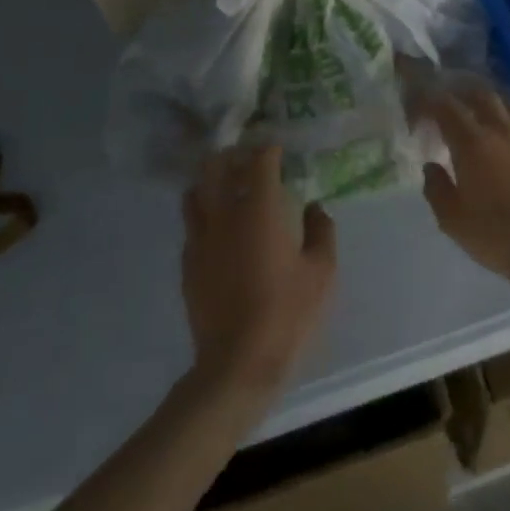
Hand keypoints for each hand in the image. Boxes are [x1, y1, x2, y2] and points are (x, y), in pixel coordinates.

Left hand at [181, 144, 336, 393]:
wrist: (238, 361)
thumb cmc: (288, 312)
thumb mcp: (322, 271)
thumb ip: (321, 231)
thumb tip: (314, 208)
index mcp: (260, 211)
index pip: (259, 162)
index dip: (269, 150)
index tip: (279, 149)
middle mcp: (224, 216)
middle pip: (215, 167)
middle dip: (231, 155)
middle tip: (249, 160)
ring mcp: (200, 240)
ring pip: (194, 193)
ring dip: (210, 182)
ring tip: (228, 188)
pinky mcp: (187, 264)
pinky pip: (191, 226)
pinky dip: (204, 216)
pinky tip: (221, 230)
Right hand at [418, 86, 509, 289]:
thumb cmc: (495, 235)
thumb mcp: (451, 219)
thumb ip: (436, 188)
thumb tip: (431, 166)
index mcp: (473, 144)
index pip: (448, 108)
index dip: (431, 101)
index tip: (422, 107)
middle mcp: (504, 132)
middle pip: (483, 97)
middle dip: (464, 95)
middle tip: (453, 104)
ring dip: (495, 105)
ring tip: (486, 114)